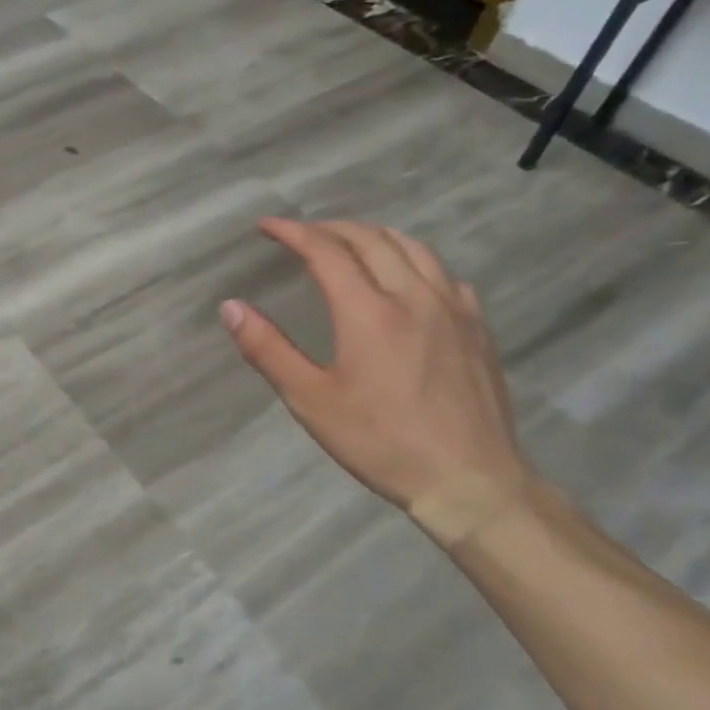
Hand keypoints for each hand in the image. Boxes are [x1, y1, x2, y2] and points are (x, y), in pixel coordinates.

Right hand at [221, 219, 535, 516]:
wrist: (471, 481)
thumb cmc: (381, 442)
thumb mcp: (311, 400)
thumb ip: (268, 350)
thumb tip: (230, 307)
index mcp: (368, 311)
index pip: (326, 251)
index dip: (293, 232)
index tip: (267, 227)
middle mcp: (413, 296)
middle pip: (370, 239)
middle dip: (330, 228)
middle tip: (302, 234)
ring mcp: (453, 309)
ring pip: (413, 248)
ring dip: (373, 236)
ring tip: (350, 243)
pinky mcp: (478, 328)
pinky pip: (444, 274)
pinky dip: (415, 260)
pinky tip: (408, 279)